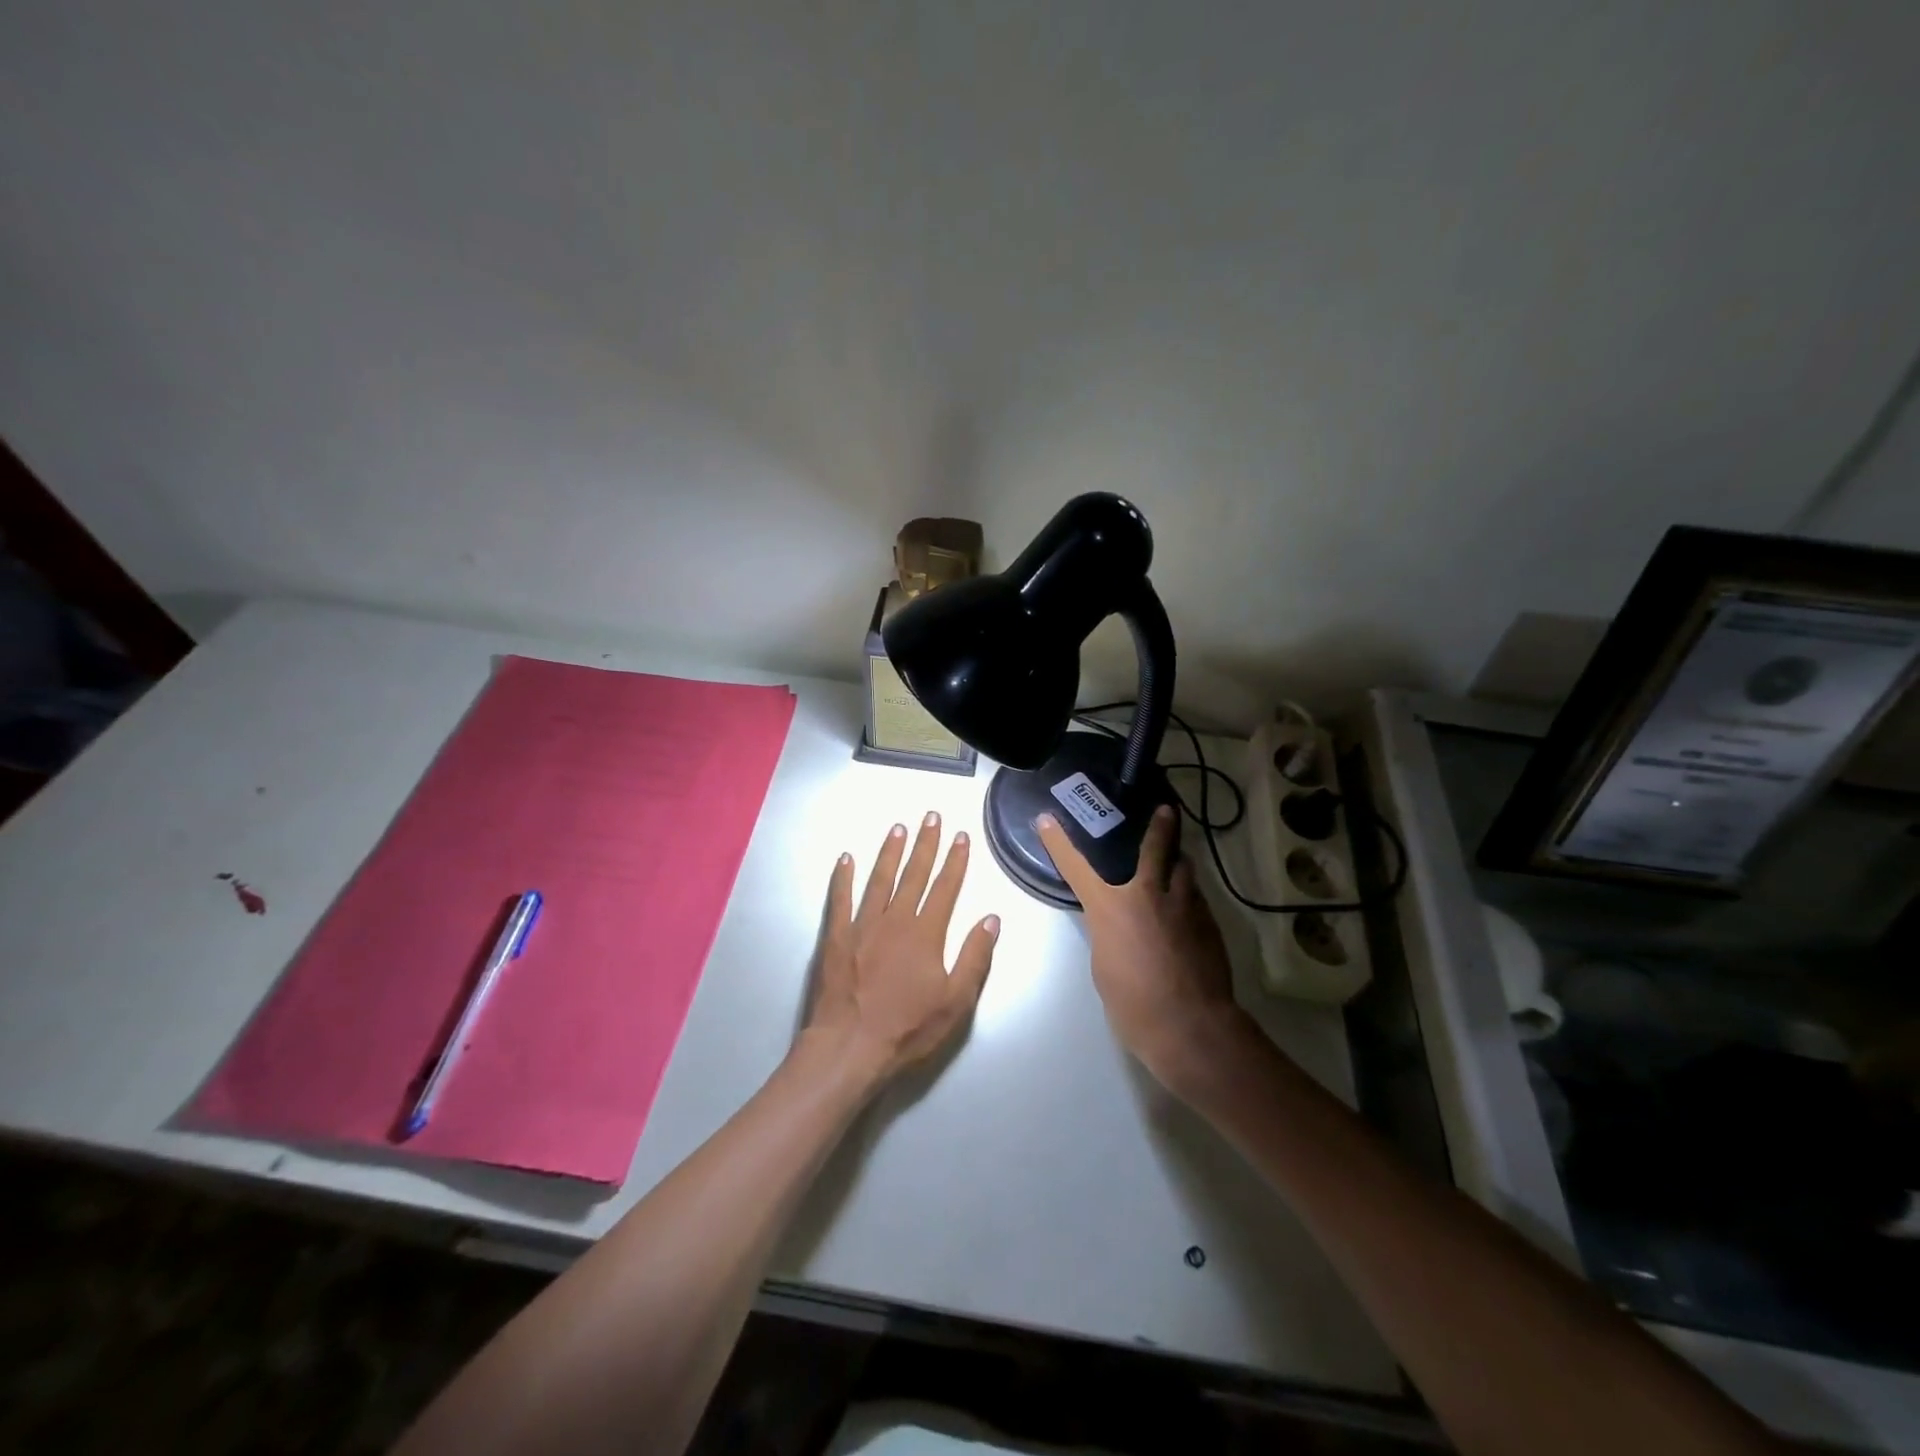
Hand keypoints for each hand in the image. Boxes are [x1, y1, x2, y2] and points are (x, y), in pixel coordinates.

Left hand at [804, 812, 999, 1084]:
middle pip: (914, 874)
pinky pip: (840, 899)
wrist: (850, 1047)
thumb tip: (990, 919)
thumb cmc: (907, 1028)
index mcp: (926, 933)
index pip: (945, 887)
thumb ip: (974, 957)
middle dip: (925, 844)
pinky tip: (845, 859)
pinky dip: (842, 878)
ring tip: (898, 829)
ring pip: (879, 879)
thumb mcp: (956, 1001)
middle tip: (931, 817)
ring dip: (890, 852)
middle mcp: (895, 919)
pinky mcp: (836, 937)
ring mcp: (862, 925)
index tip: (961, 837)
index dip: (955, 861)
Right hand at [1036, 805, 1254, 1097]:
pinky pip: (1196, 897)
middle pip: (1157, 847)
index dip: (1059, 842)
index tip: (1047, 819)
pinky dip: (1188, 895)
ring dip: (1178, 862)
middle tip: (1165, 810)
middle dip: (1160, 826)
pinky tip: (1188, 907)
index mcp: (1111, 907)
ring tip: (1178, 860)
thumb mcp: (1104, 965)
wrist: (1190, 1026)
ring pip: (1184, 869)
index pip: (1076, 867)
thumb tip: (1121, 922)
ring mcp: (1184, 905)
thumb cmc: (1134, 1003)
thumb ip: (1110, 932)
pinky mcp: (1209, 922)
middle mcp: (1148, 894)